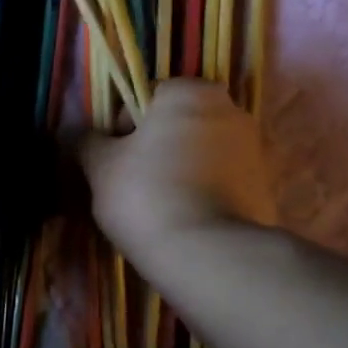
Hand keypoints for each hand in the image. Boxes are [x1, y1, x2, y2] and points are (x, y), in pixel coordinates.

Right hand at [79, 80, 276, 260]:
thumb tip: (83, 136)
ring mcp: (254, 149)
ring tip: (160, 209)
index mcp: (190, 92)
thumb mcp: (101, 168)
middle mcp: (230, 109)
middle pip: (178, 124)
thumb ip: (88, 143)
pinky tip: (186, 221)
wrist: (209, 254)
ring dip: (180, 171)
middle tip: (133, 187)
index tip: (114, 162)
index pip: (146, 96)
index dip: (122, 128)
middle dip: (156, 148)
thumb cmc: (147, 196)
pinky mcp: (264, 186)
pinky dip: (204, 193)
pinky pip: (221, 181)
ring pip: (201, 153)